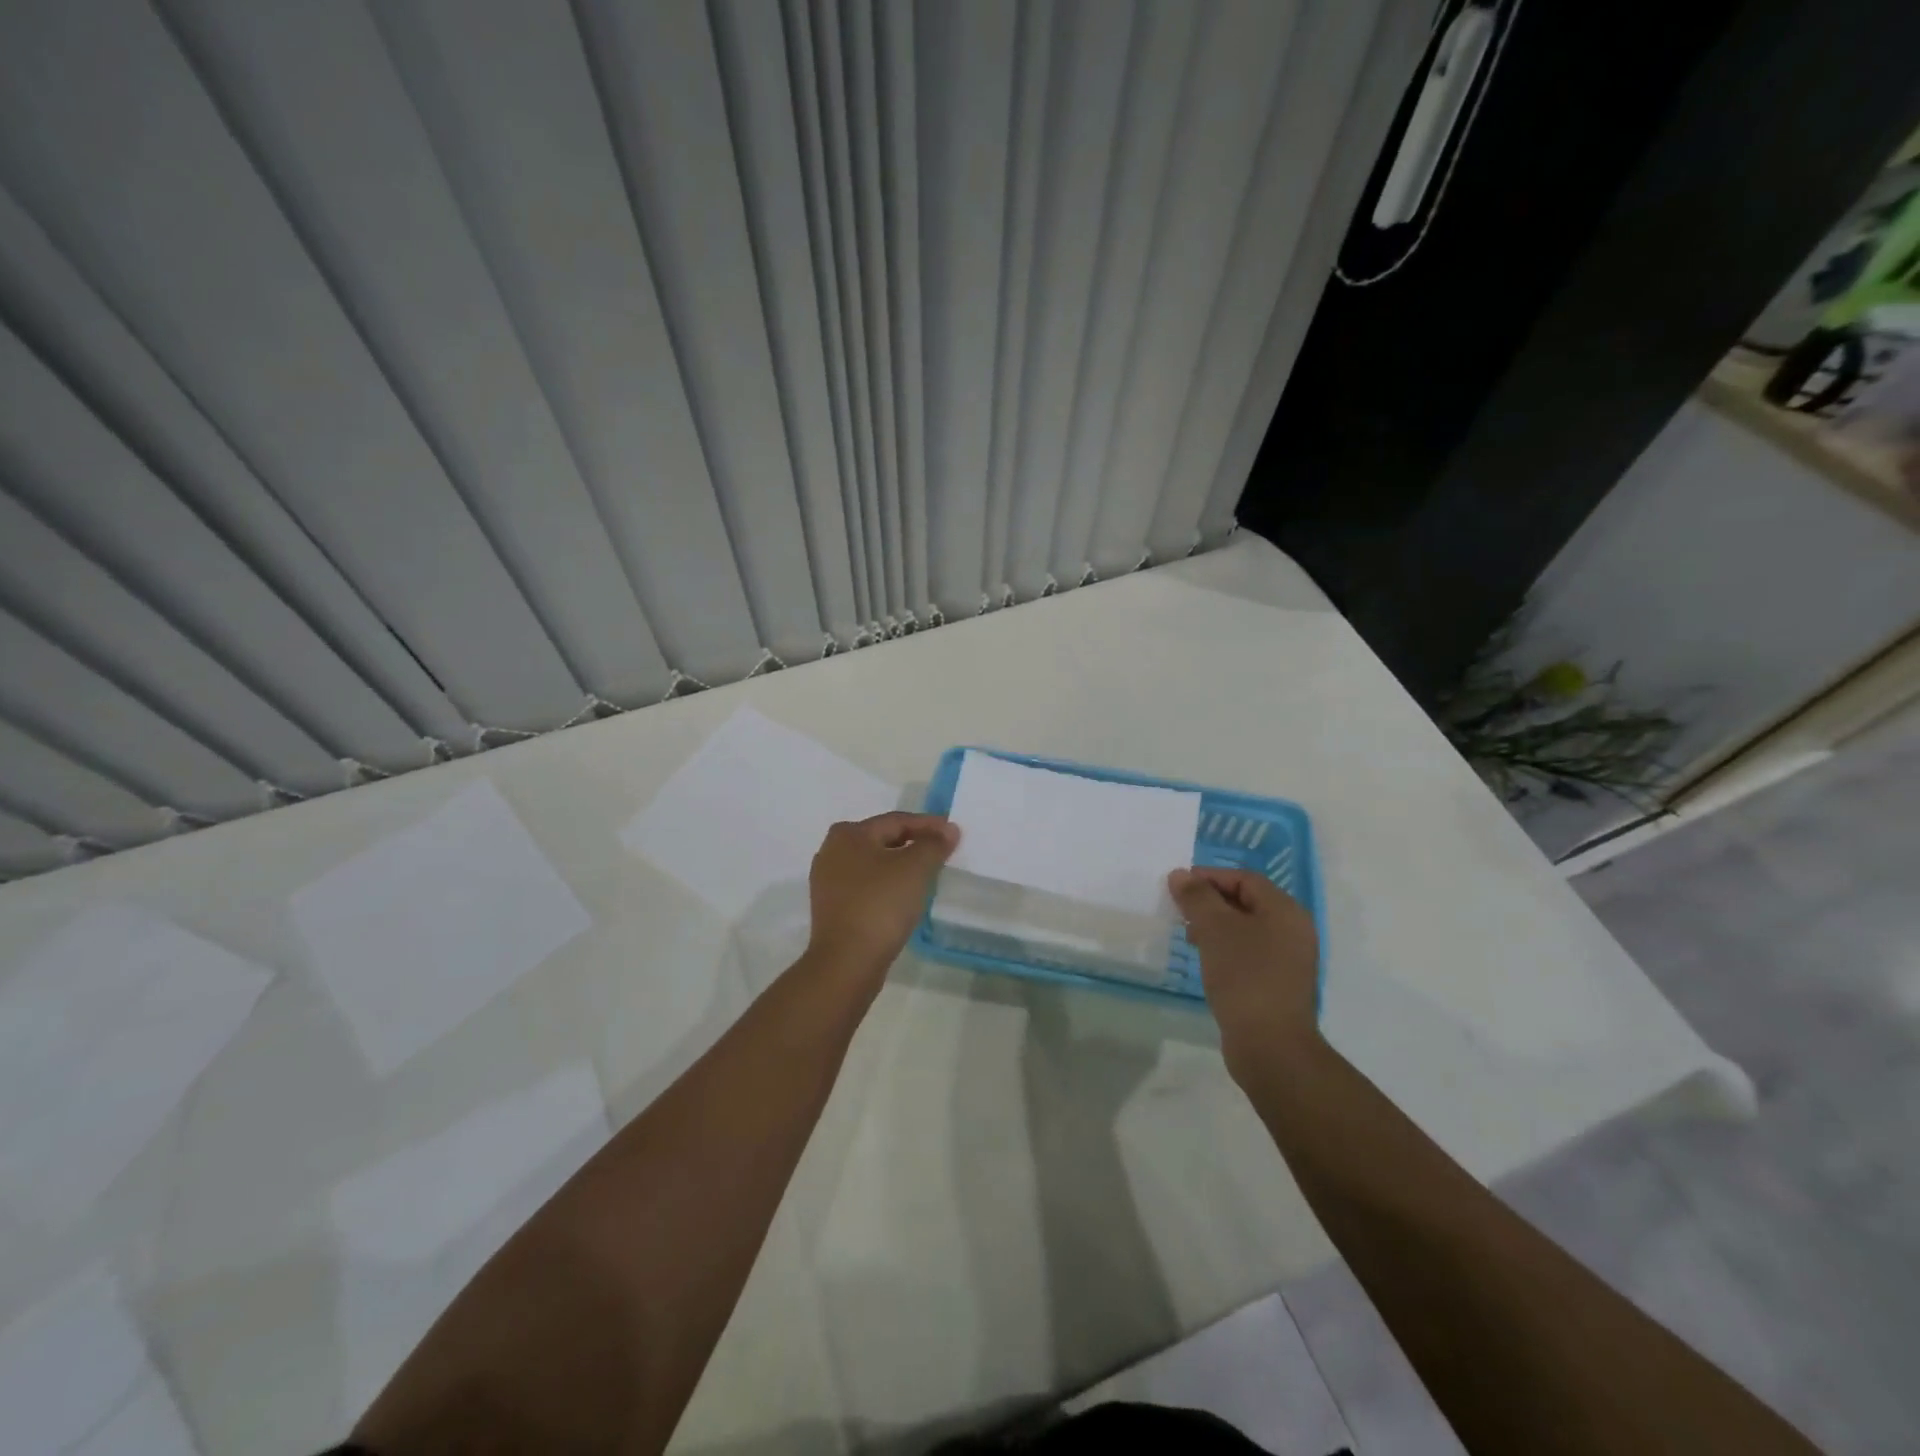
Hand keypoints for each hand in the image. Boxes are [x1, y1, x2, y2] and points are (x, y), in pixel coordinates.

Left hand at [806, 812, 959, 985]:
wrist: (847, 962)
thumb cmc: (881, 905)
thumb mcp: (915, 869)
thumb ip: (934, 844)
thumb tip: (948, 830)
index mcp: (848, 834)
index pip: (896, 821)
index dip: (928, 825)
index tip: (954, 833)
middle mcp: (831, 851)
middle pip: (883, 840)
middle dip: (914, 844)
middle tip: (943, 851)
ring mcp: (828, 882)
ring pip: (874, 864)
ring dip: (900, 865)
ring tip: (928, 873)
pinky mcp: (832, 907)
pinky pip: (866, 886)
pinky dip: (887, 885)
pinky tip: (905, 895)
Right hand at [1169, 867, 1319, 1081]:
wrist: (1271, 1046)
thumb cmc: (1245, 977)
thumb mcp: (1215, 929)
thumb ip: (1197, 897)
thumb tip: (1180, 875)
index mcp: (1285, 911)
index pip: (1245, 879)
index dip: (1209, 876)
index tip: (1178, 886)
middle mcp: (1293, 930)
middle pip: (1247, 901)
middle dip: (1210, 901)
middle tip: (1180, 910)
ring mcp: (1288, 960)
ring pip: (1246, 929)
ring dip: (1216, 926)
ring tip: (1189, 936)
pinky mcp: (1278, 984)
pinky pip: (1249, 953)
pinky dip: (1225, 949)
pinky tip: (1206, 961)